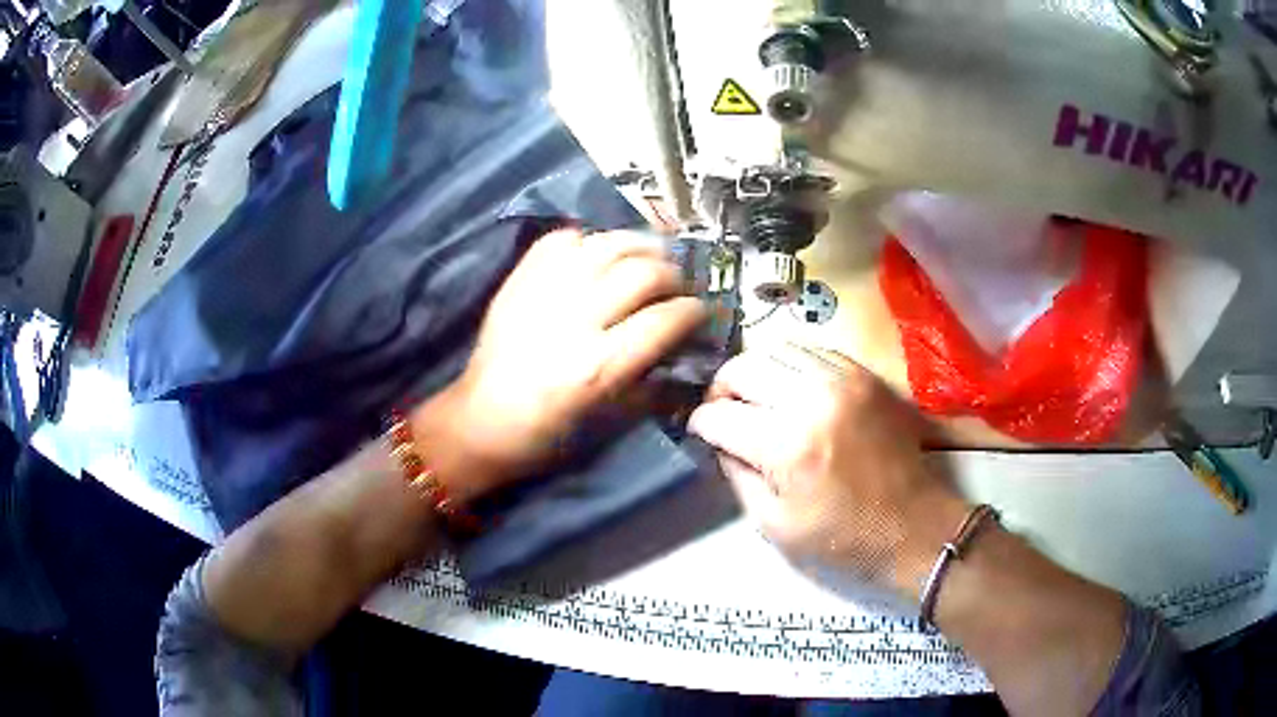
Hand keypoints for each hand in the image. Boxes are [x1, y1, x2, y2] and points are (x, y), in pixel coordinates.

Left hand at [417, 229, 706, 497]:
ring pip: (608, 244)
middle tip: (676, 286)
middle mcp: (575, 319)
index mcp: (599, 366)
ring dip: (640, 246)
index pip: (665, 319)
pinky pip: (563, 238)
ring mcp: (544, 291)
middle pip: (643, 272)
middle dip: (673, 275)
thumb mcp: (609, 420)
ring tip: (649, 258)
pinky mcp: (520, 278)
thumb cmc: (547, 434)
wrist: (481, 419)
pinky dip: (589, 240)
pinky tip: (599, 255)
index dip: (694, 311)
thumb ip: (652, 381)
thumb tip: (684, 348)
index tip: (700, 312)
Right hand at [688, 344, 968, 597]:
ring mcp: (844, 380)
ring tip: (755, 397)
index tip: (700, 433)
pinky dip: (790, 365)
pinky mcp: (865, 375)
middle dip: (721, 389)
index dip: (701, 424)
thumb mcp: (774, 526)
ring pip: (776, 348)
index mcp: (788, 446)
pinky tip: (790, 390)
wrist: (913, 526)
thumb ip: (738, 477)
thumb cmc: (843, 538)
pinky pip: (813, 350)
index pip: (720, 415)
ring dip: (755, 371)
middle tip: (723, 412)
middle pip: (743, 367)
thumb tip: (720, 442)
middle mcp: (813, 399)